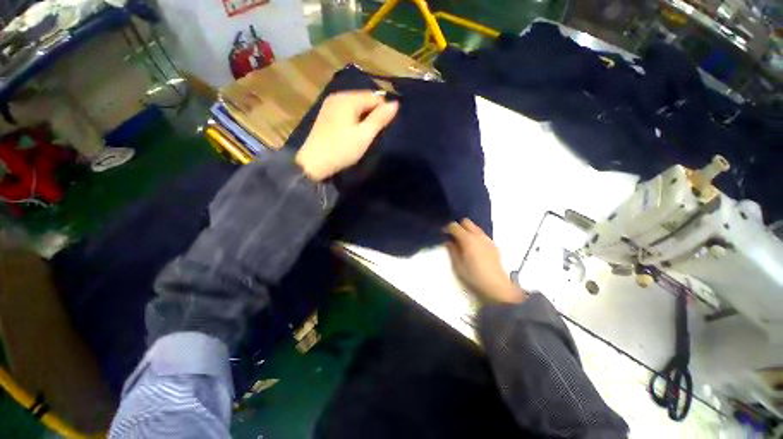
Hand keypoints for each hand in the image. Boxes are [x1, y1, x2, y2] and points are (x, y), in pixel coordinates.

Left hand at [295, 91, 398, 181]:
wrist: (314, 163)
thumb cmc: (342, 149)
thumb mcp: (364, 136)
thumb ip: (379, 119)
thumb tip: (395, 103)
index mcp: (347, 99)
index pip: (374, 97)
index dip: (383, 110)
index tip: (385, 128)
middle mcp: (338, 96)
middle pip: (364, 100)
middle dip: (373, 114)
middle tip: (375, 133)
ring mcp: (330, 105)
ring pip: (355, 106)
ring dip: (364, 117)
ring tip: (366, 134)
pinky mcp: (326, 115)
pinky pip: (346, 112)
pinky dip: (354, 119)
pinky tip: (353, 133)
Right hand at [445, 219, 527, 304]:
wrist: (496, 286)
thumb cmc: (473, 276)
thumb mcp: (457, 265)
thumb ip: (452, 250)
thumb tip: (448, 241)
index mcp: (468, 239)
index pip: (454, 226)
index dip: (447, 228)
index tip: (442, 234)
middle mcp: (478, 235)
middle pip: (466, 222)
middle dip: (458, 226)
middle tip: (453, 236)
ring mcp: (487, 239)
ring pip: (475, 227)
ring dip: (467, 230)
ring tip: (462, 242)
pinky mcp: (493, 244)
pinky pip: (481, 234)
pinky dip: (475, 236)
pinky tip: (473, 248)